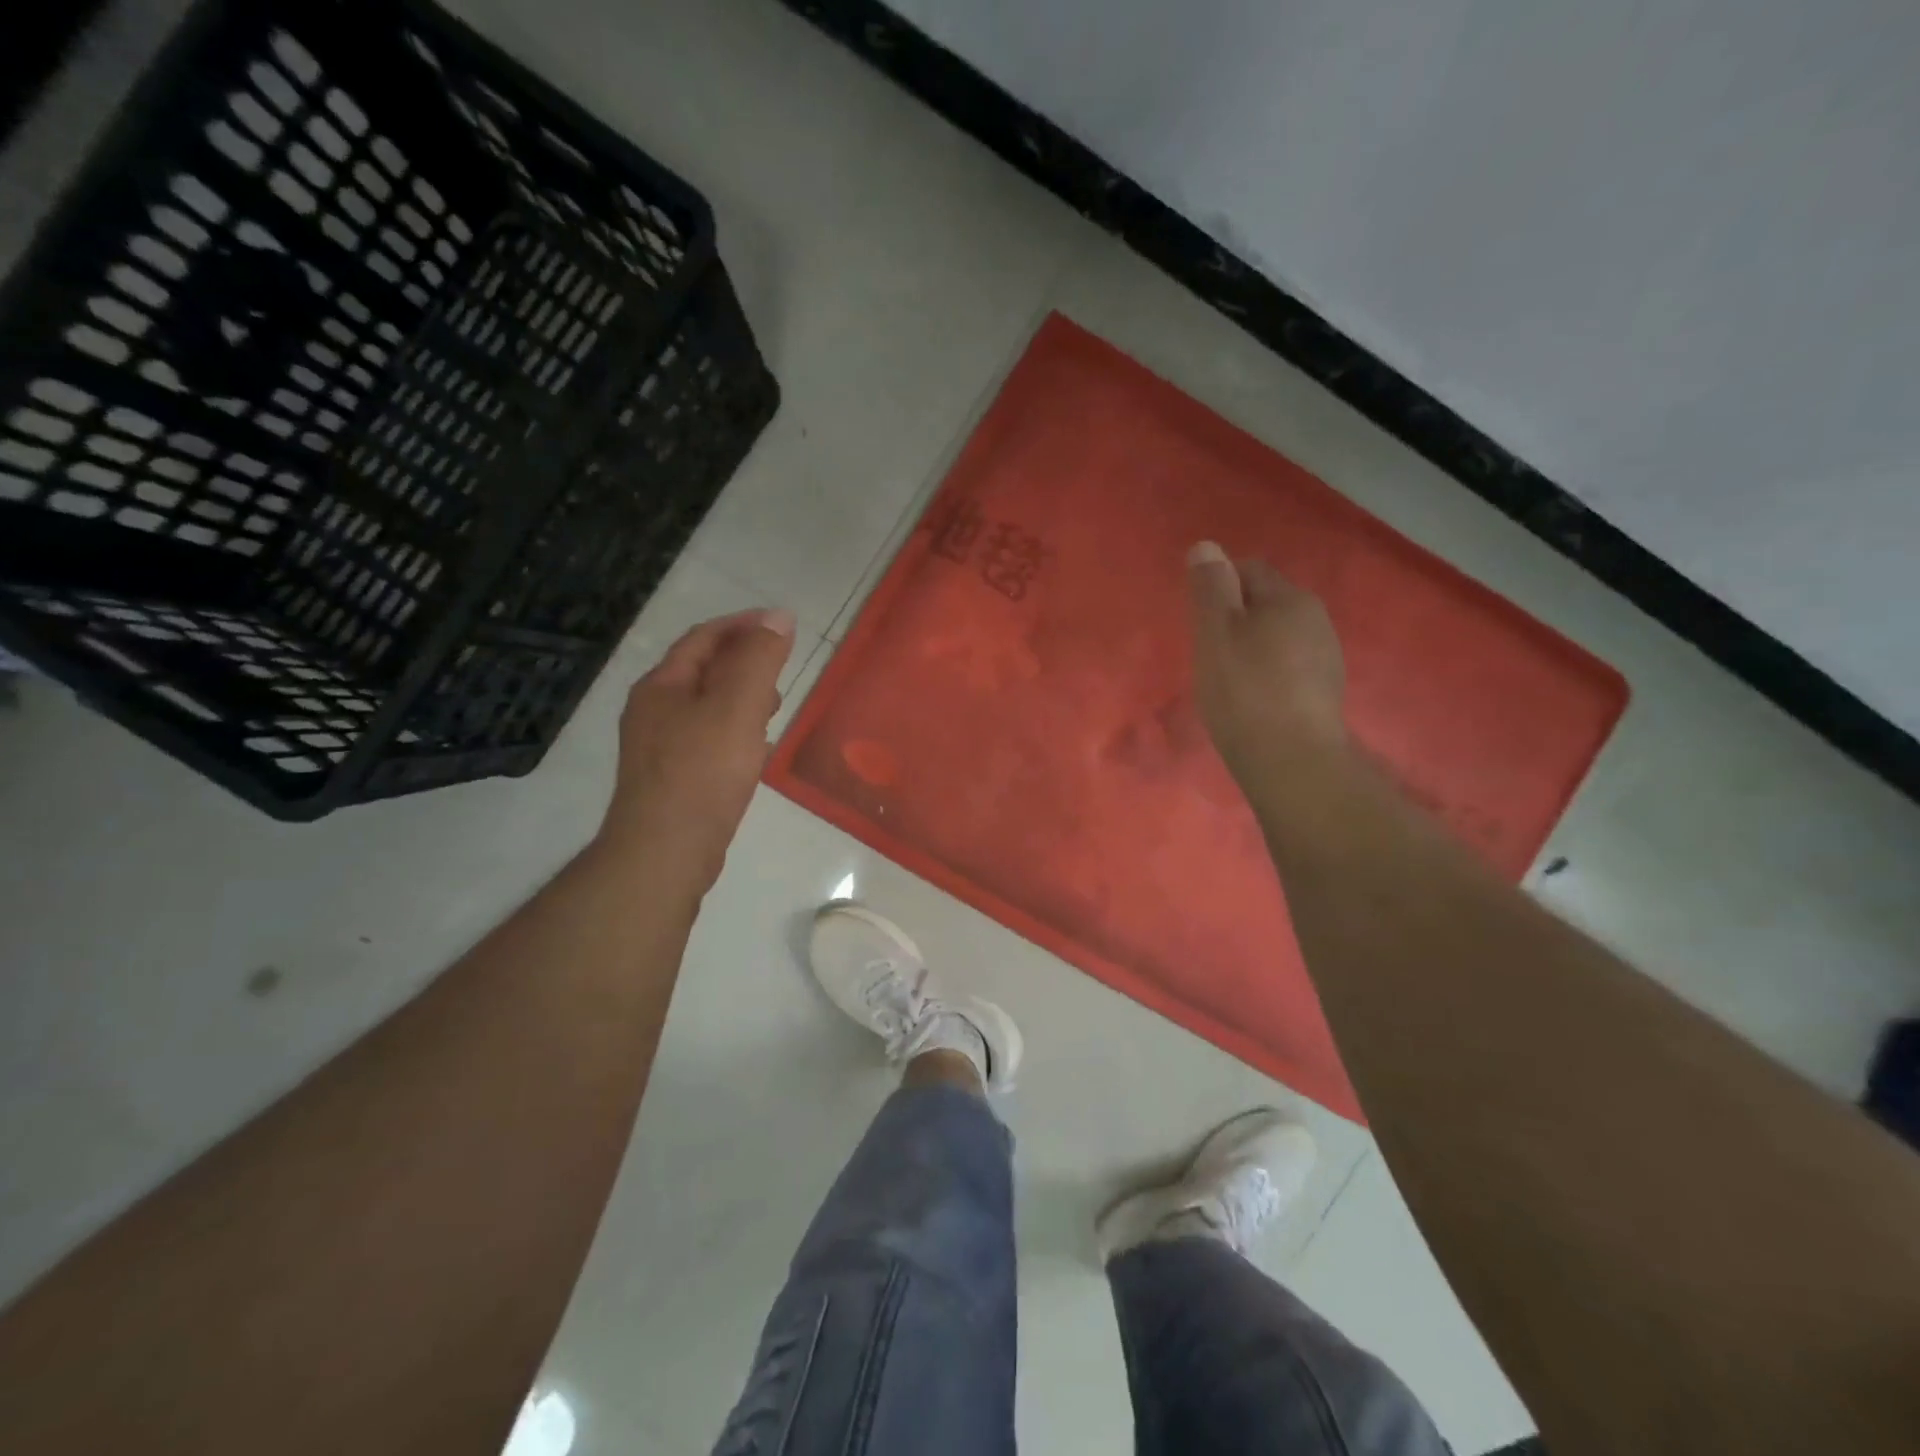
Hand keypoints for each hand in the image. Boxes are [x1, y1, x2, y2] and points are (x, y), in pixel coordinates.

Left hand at [597, 607, 796, 882]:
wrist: (664, 853)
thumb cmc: (702, 773)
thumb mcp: (737, 707)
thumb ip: (759, 660)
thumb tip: (778, 618)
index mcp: (663, 685)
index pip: (704, 638)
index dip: (744, 625)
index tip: (783, 625)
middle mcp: (654, 710)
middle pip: (703, 670)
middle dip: (745, 662)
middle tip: (782, 671)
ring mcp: (660, 747)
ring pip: (707, 707)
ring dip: (742, 698)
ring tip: (775, 709)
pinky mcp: (673, 778)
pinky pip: (709, 738)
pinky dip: (737, 730)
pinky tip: (755, 751)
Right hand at [1187, 542, 1346, 786]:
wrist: (1292, 762)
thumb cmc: (1244, 691)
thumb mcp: (1215, 633)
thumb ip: (1209, 588)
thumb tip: (1206, 546)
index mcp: (1290, 598)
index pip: (1248, 569)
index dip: (1216, 586)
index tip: (1196, 619)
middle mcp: (1316, 619)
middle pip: (1265, 602)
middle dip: (1234, 617)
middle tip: (1205, 650)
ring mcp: (1325, 657)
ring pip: (1278, 636)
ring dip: (1251, 647)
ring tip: (1226, 678)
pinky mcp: (1323, 692)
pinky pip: (1287, 666)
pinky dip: (1266, 672)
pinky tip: (1251, 699)